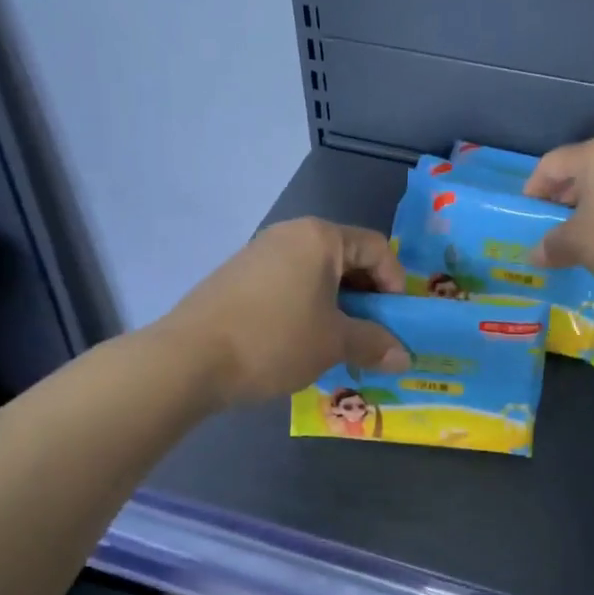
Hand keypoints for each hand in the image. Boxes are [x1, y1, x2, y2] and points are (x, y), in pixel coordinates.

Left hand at [161, 218, 410, 406]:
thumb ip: (374, 344)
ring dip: (337, 306)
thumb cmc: (275, 340)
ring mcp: (259, 253)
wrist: (188, 359)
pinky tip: (301, 342)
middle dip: (366, 298)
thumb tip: (405, 357)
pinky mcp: (237, 277)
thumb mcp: (333, 343)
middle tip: (371, 335)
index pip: (377, 248)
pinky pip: (288, 285)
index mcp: (320, 237)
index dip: (395, 284)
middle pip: (346, 258)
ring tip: (338, 344)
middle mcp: (290, 235)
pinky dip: (306, 308)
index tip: (396, 322)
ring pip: (316, 275)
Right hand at [526, 137, 593, 288]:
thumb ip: (552, 246)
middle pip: (581, 172)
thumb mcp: (578, 245)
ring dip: (591, 211)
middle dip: (562, 202)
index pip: (550, 164)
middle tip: (552, 231)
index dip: (532, 190)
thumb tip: (534, 254)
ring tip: (583, 241)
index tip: (527, 217)